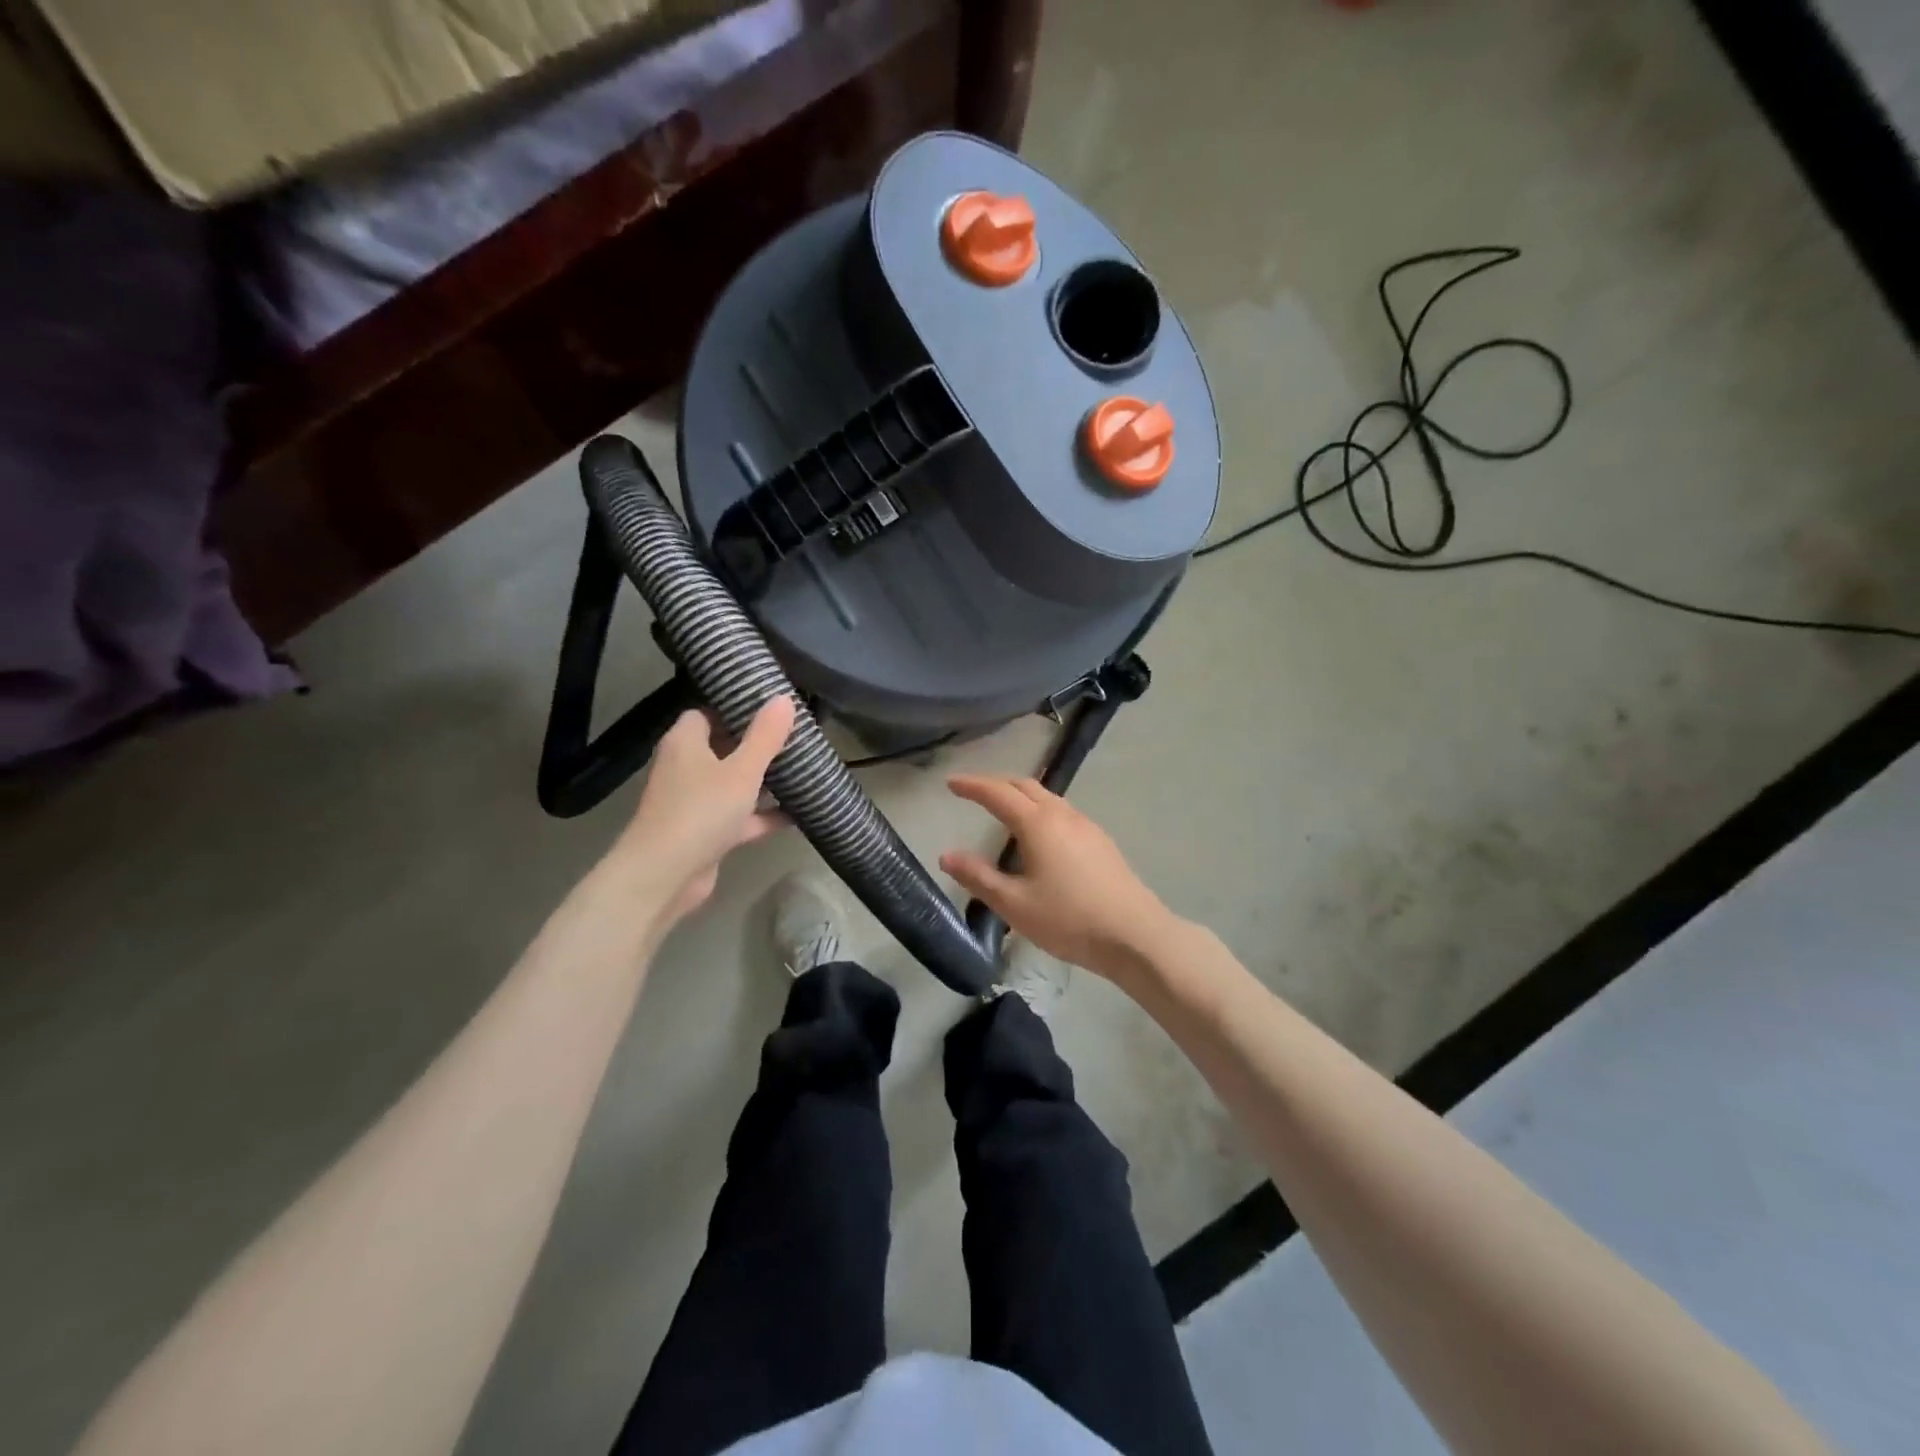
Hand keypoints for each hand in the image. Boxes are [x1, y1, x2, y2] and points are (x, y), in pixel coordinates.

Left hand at [613, 695, 795, 924]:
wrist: (664, 876)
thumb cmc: (701, 811)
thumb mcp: (742, 770)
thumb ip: (765, 736)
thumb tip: (783, 697)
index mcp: (686, 742)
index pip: (708, 712)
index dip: (737, 708)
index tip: (771, 706)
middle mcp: (687, 767)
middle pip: (725, 746)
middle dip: (759, 744)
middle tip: (797, 735)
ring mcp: (696, 802)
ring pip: (735, 783)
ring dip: (766, 781)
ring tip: (805, 769)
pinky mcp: (708, 832)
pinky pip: (742, 816)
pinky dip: (765, 815)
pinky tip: (800, 812)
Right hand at [940, 775, 1177, 980]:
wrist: (1135, 934)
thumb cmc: (1069, 919)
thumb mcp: (1015, 904)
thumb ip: (979, 877)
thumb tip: (947, 855)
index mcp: (1038, 824)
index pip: (998, 793)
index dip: (972, 785)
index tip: (951, 782)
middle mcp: (1062, 815)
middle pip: (1025, 786)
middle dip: (996, 784)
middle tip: (974, 792)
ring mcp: (1086, 826)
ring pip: (1048, 797)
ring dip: (1021, 795)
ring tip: (1003, 809)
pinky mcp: (1101, 841)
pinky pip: (1063, 812)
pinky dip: (1040, 810)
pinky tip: (1040, 834)